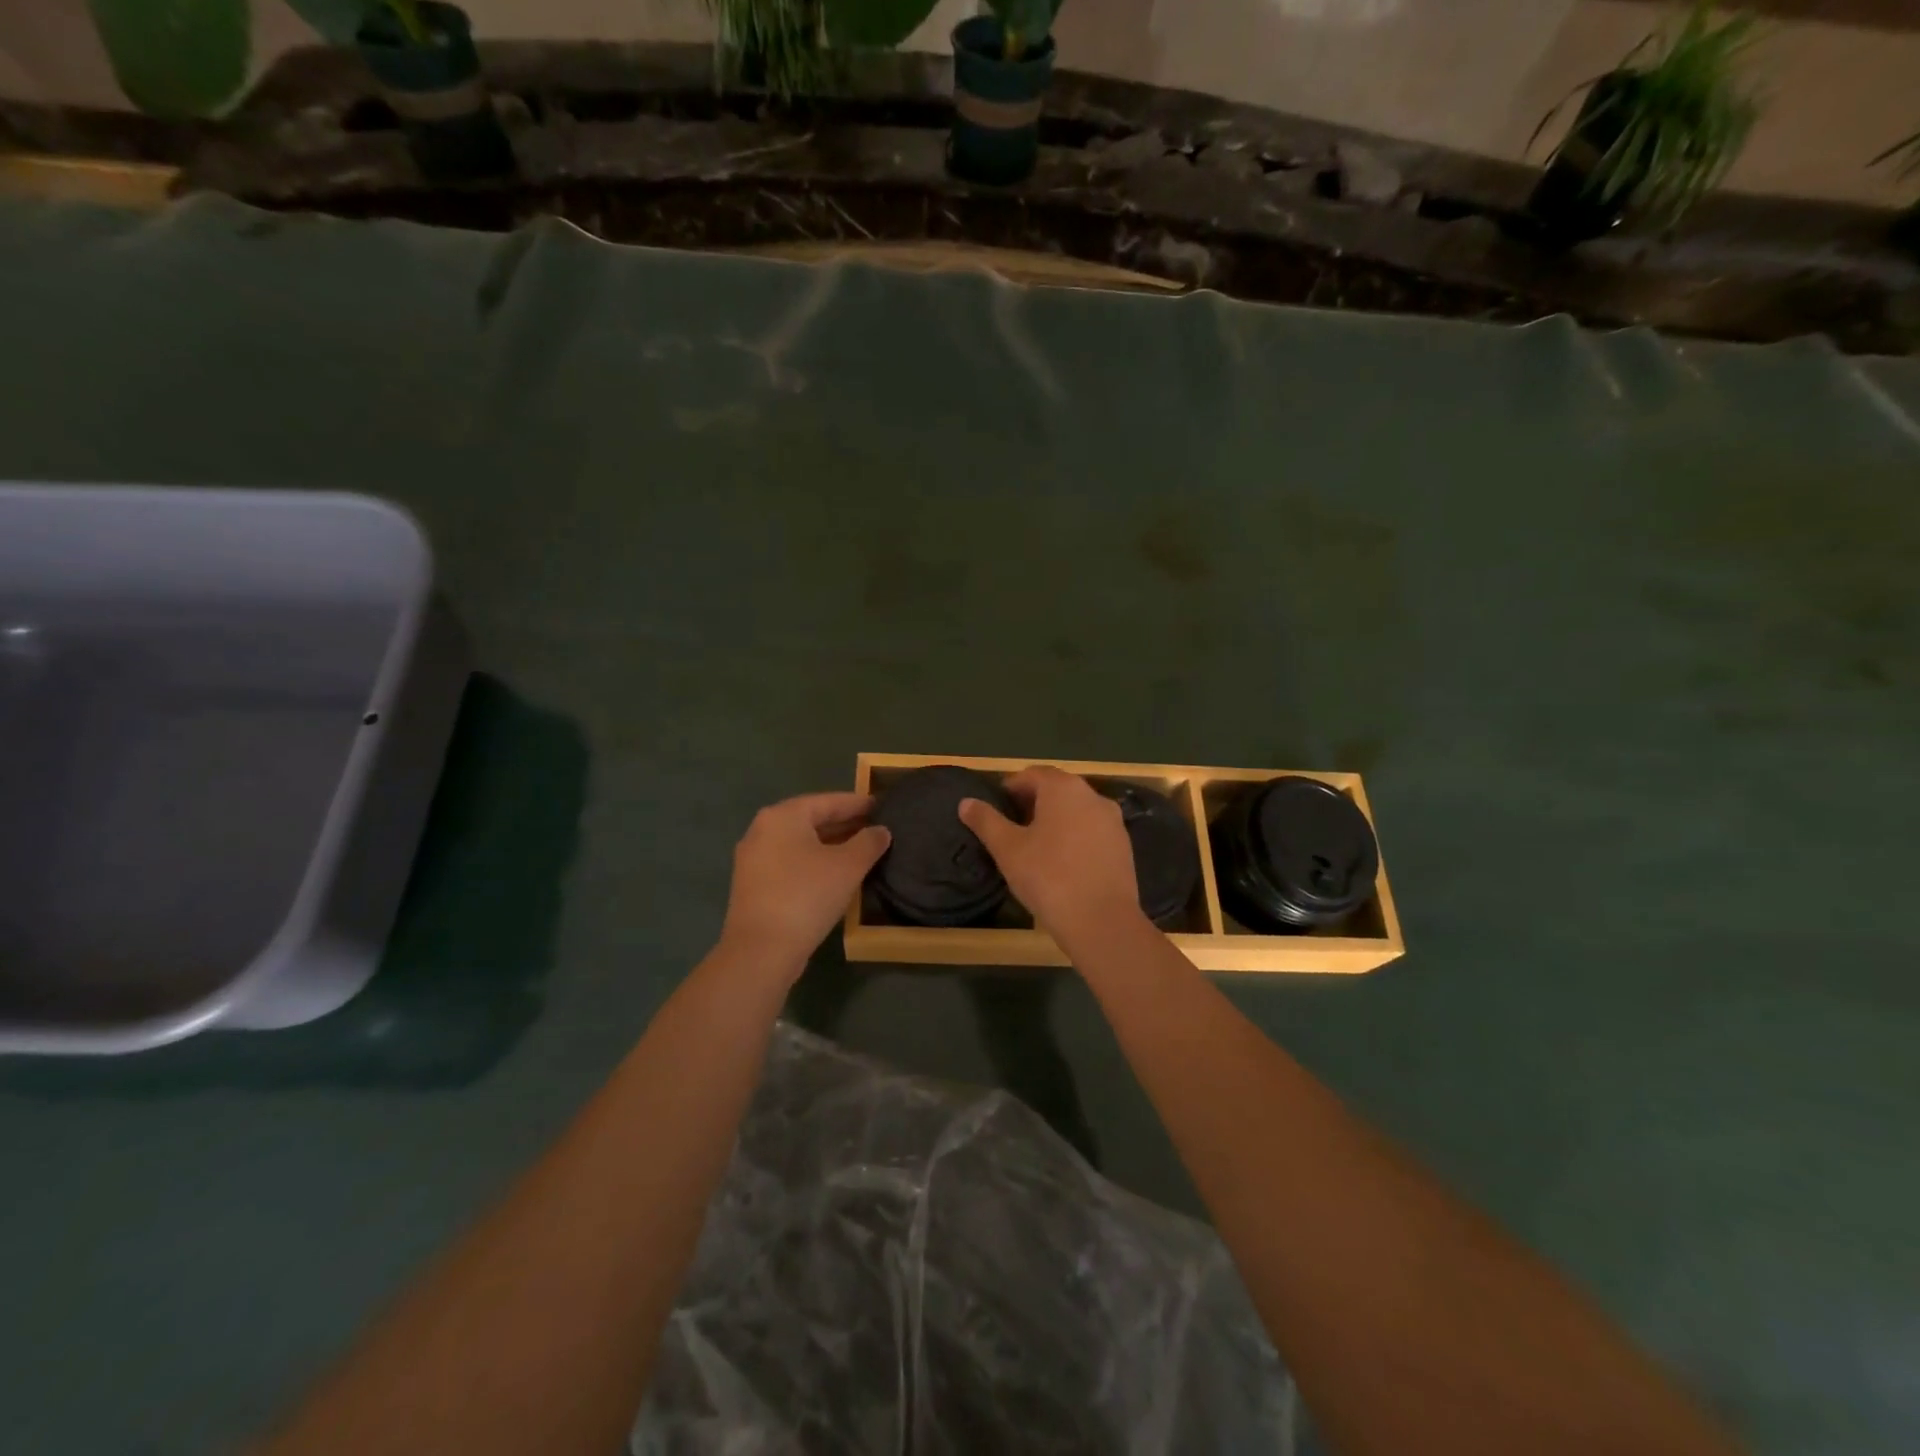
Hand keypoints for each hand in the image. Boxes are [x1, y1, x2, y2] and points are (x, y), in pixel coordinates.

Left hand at [718, 792, 889, 975]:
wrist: (761, 950)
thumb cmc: (807, 896)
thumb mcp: (848, 866)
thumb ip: (869, 842)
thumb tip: (881, 831)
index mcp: (783, 816)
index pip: (828, 801)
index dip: (858, 804)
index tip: (882, 806)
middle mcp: (762, 830)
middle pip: (811, 820)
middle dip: (844, 824)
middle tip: (876, 829)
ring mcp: (753, 859)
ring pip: (801, 844)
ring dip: (831, 845)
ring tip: (861, 852)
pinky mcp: (753, 886)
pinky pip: (791, 863)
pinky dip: (814, 863)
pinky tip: (835, 876)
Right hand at [958, 767, 1143, 940]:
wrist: (1102, 921)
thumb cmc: (1048, 877)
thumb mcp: (1007, 849)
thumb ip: (986, 821)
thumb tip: (966, 802)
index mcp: (1063, 788)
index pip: (1031, 774)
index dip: (1010, 788)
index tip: (995, 810)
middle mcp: (1092, 795)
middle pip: (1056, 789)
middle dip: (1032, 803)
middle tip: (1011, 828)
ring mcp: (1112, 821)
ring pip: (1076, 810)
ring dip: (1055, 819)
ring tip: (1035, 847)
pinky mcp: (1123, 846)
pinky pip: (1092, 831)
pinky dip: (1074, 837)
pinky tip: (1062, 863)